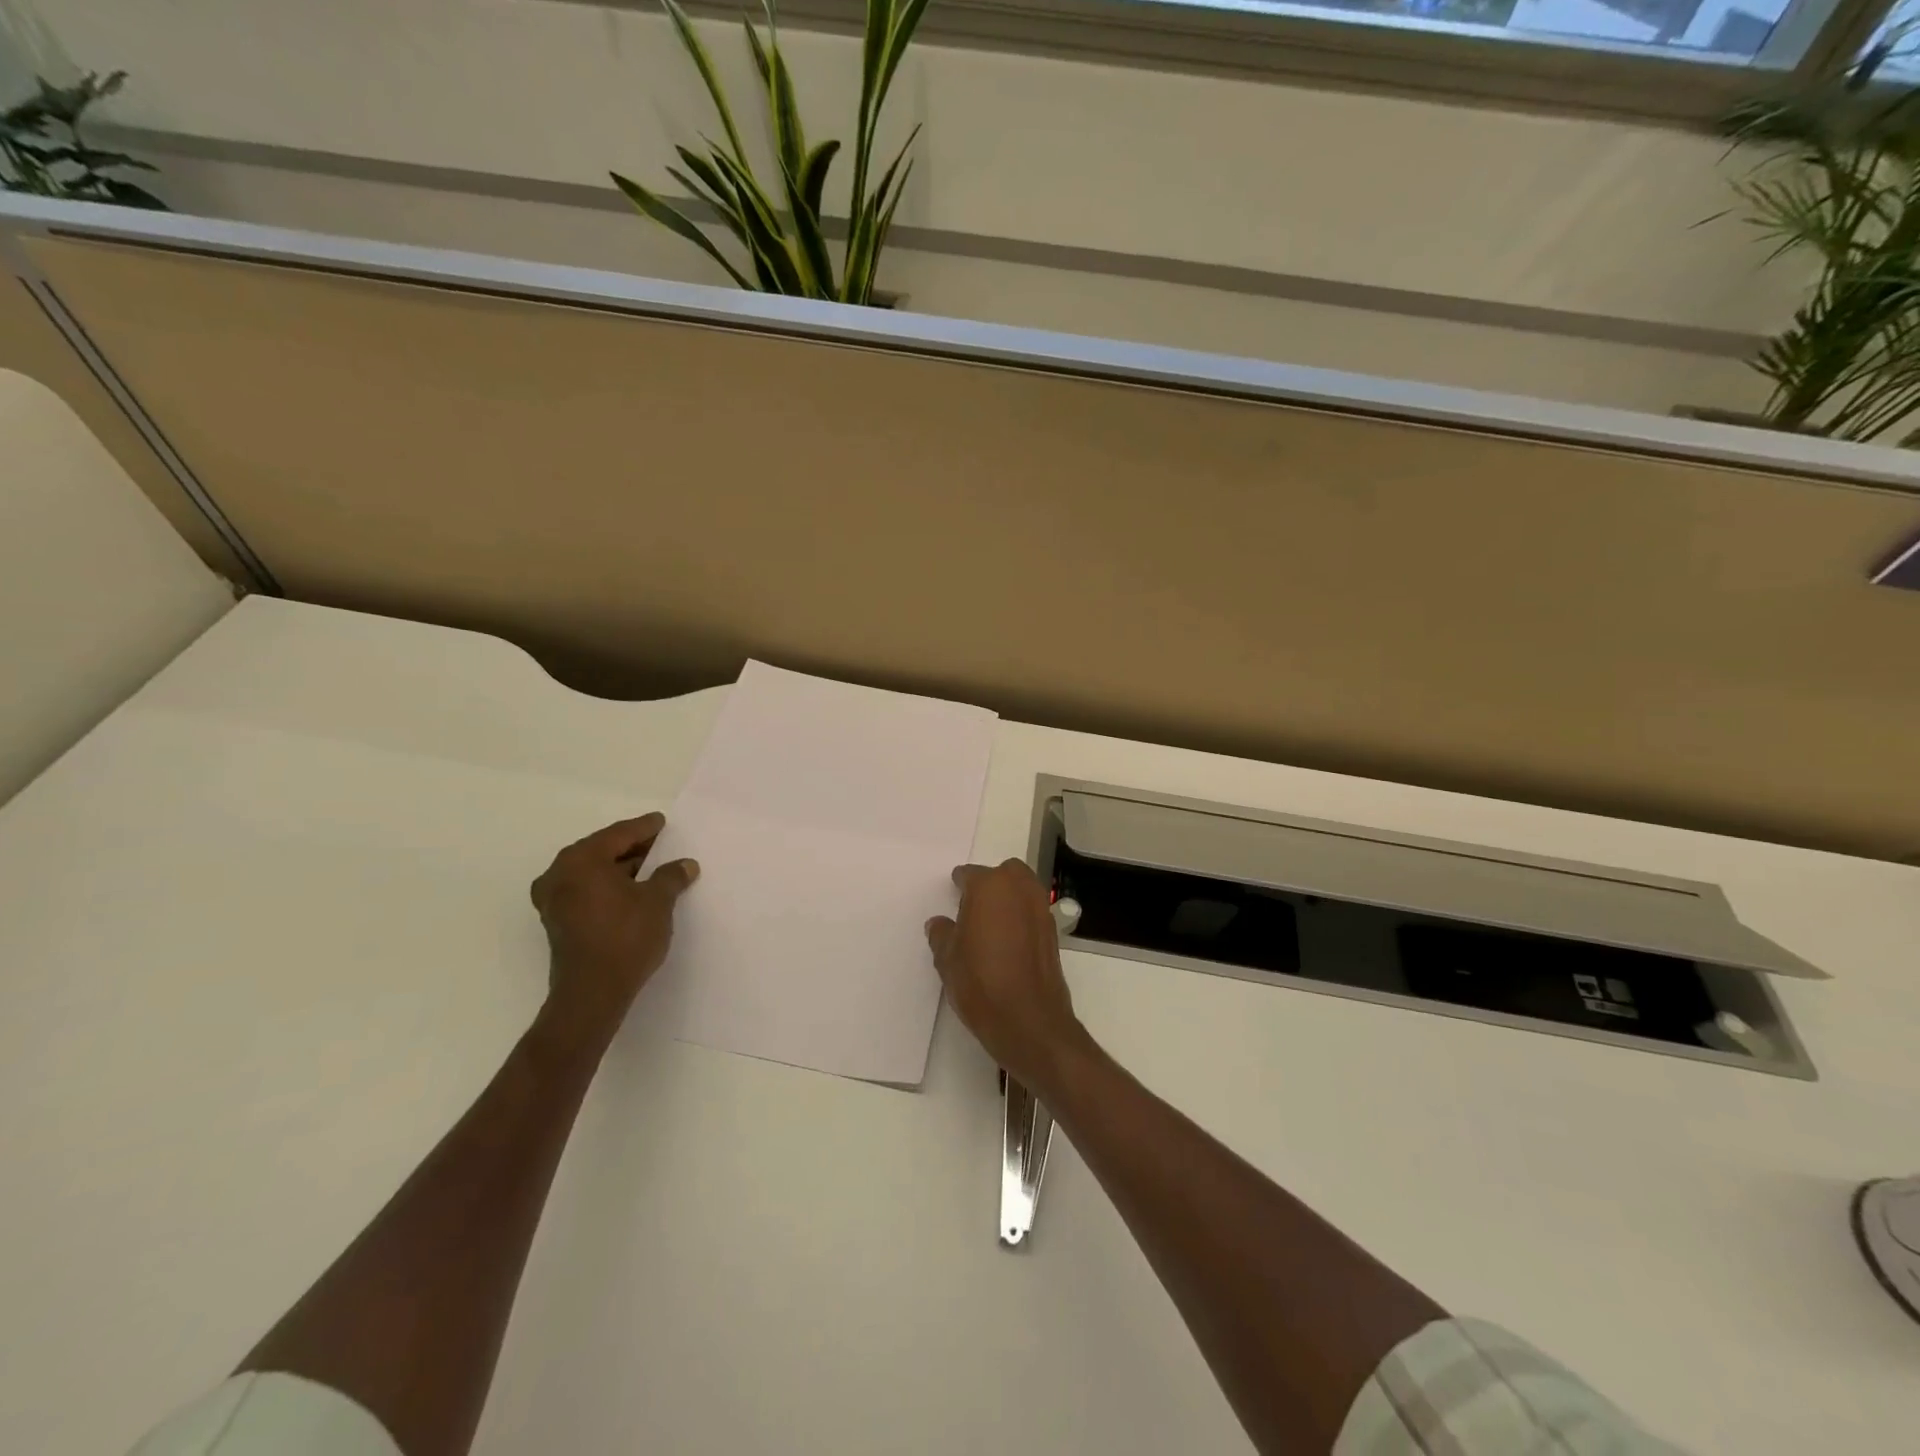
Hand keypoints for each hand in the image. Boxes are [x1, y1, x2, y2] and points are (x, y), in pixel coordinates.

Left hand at [529, 813, 698, 1054]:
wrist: (592, 994)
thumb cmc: (625, 937)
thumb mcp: (658, 901)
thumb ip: (671, 876)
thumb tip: (685, 865)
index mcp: (581, 860)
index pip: (619, 834)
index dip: (645, 828)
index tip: (662, 822)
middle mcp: (559, 874)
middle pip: (602, 851)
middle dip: (631, 848)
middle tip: (660, 845)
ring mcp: (553, 900)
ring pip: (593, 873)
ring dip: (620, 870)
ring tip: (652, 870)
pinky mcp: (557, 922)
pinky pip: (586, 891)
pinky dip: (608, 887)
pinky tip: (633, 893)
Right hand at [926, 859, 1087, 1091]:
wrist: (1028, 1021)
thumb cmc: (980, 982)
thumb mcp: (947, 959)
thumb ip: (942, 934)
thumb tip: (939, 924)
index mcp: (990, 886)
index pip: (970, 874)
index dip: (959, 885)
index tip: (952, 895)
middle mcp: (1020, 889)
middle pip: (1004, 873)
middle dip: (990, 883)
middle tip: (973, 907)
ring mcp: (1041, 909)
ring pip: (1023, 889)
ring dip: (1009, 898)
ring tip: (990, 925)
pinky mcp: (1054, 932)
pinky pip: (1033, 912)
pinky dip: (1022, 917)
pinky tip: (1008, 941)